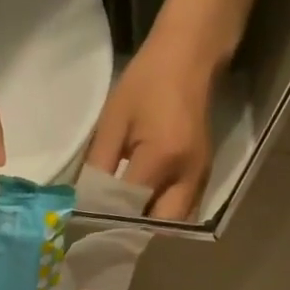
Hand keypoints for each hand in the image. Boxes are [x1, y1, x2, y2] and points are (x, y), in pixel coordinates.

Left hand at [86, 34, 218, 221]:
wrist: (190, 55)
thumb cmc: (147, 82)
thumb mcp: (113, 120)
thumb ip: (98, 167)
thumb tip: (84, 203)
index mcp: (161, 157)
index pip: (130, 205)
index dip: (108, 219)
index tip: (86, 228)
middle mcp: (187, 175)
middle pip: (159, 226)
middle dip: (133, 234)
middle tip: (107, 234)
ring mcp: (200, 177)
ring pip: (175, 224)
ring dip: (149, 229)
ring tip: (123, 227)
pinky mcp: (204, 176)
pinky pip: (183, 211)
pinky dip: (162, 218)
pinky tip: (141, 212)